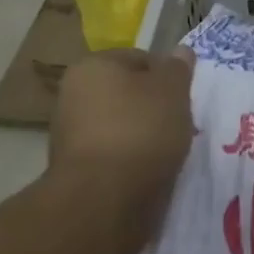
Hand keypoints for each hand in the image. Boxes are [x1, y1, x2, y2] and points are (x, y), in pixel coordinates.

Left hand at [50, 46, 196, 253]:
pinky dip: (132, 161)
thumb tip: (180, 51)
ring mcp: (69, 135)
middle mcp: (72, 95)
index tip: (184, 97)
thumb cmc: (140, 130)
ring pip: (121, 125)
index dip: (167, 75)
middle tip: (180, 123)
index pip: (139, 59)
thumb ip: (177, 68)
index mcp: (92, 67)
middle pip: (128, 93)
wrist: (103, 201)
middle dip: (154, 107)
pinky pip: (114, 155)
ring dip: (144, 135)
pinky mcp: (75, 171)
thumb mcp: (172, 90)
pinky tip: (150, 172)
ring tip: (169, 152)